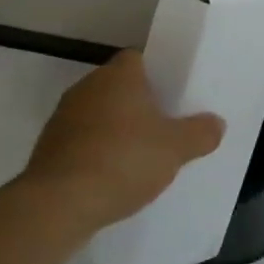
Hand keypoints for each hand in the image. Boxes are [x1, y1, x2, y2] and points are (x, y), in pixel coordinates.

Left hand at [21, 50, 224, 235]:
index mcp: (119, 75)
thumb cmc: (123, 161)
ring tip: (139, 156)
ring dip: (115, 130)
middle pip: (118, 87)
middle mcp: (87, 87)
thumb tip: (216, 123)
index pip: (138, 59)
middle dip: (138, 104)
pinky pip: (81, 143)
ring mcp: (62, 118)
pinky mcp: (48, 150)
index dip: (156, 74)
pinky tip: (111, 177)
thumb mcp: (176, 148)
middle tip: (163, 125)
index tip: (172, 95)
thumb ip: (200, 133)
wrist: (58, 205)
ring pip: (98, 115)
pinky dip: (96, 153)